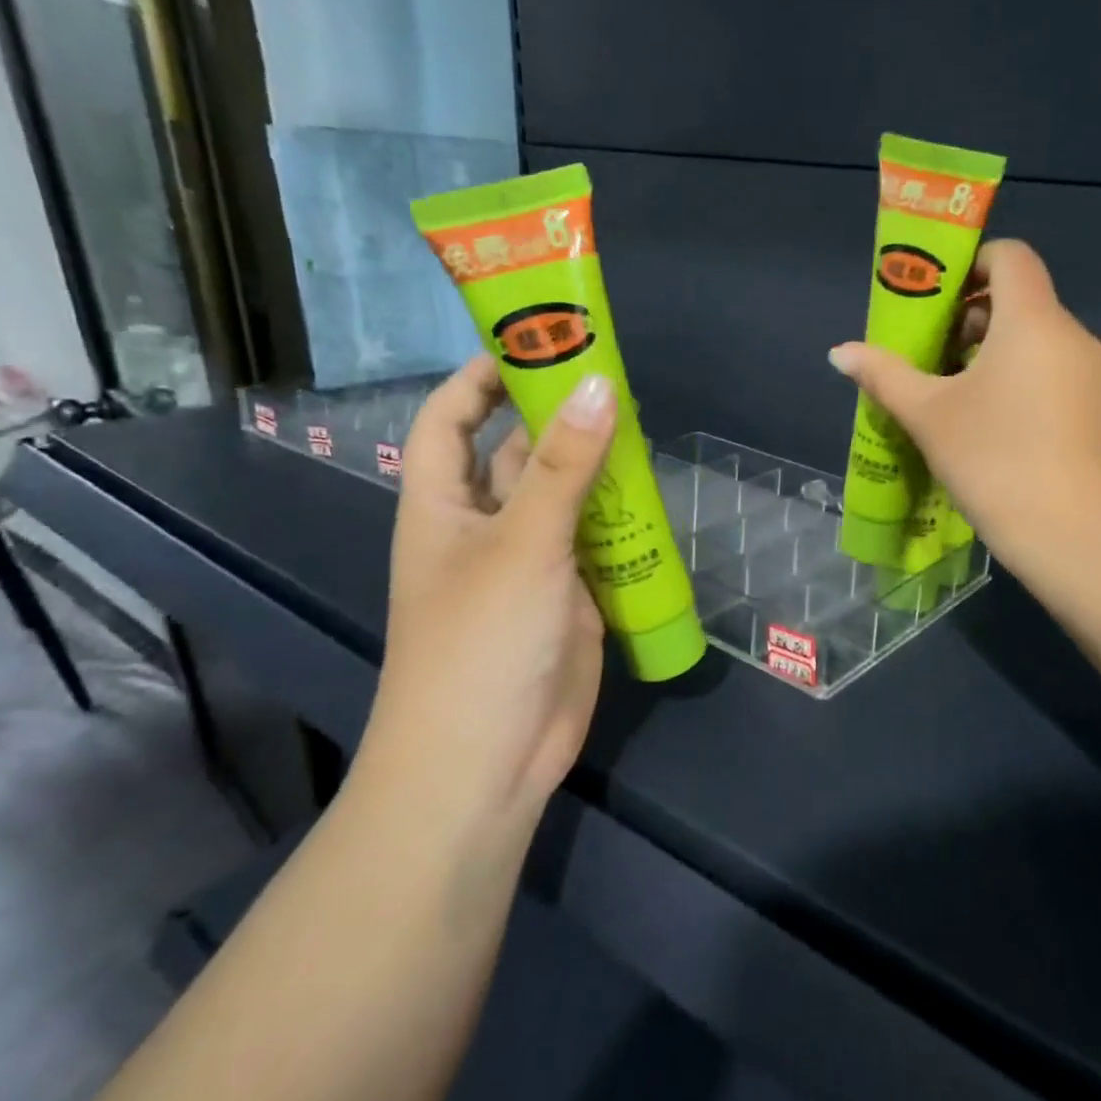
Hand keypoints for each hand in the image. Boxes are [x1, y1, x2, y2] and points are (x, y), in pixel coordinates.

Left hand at [358, 356, 614, 828]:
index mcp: (443, 503)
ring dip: (598, 467)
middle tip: (615, 379)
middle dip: (557, 416)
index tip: (535, 341)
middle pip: (518, 452)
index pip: (450, 419)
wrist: (490, 759)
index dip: (481, 377)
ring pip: (565, 496)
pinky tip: (657, 496)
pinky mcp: (570, 595)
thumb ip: (565, 464)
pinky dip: (622, 518)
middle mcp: (484, 525)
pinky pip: (597, 541)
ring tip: (646, 427)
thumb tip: (599, 383)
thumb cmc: (481, 641)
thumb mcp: (523, 542)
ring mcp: (531, 562)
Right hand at [828, 240, 1100, 570]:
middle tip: (930, 351)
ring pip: (1036, 339)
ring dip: (992, 350)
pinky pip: (1052, 371)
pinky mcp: (1096, 409)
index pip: (1011, 256)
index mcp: (1033, 320)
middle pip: (1020, 299)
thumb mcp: (928, 415)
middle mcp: (1071, 334)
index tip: (935, 298)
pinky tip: (988, 422)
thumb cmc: (995, 459)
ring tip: (951, 392)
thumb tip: (839, 353)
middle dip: (971, 315)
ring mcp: (1090, 374)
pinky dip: (1018, 377)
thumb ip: (883, 375)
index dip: (971, 263)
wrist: (1073, 534)